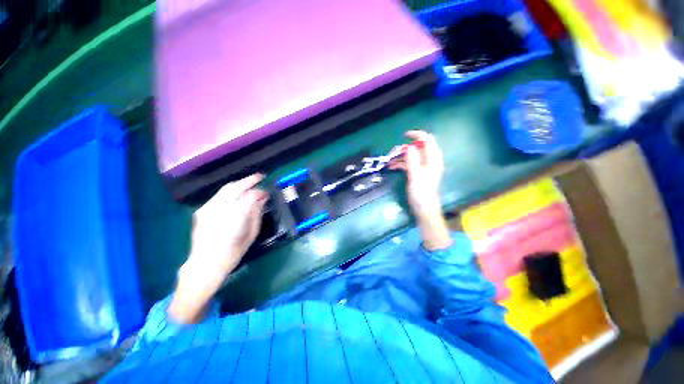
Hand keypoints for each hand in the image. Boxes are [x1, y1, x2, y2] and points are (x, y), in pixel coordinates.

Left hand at [169, 174, 267, 323]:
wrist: (205, 264)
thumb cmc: (233, 252)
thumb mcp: (251, 233)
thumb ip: (256, 213)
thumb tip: (262, 198)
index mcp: (235, 217)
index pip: (249, 195)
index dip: (259, 191)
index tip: (266, 193)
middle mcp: (219, 209)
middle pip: (235, 187)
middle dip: (249, 180)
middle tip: (259, 177)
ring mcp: (208, 209)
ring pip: (225, 189)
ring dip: (239, 184)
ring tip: (250, 183)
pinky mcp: (201, 211)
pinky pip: (218, 196)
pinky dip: (229, 191)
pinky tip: (236, 194)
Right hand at [390, 131, 451, 249]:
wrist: (424, 210)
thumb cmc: (421, 194)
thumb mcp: (415, 176)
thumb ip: (412, 161)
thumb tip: (408, 147)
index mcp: (433, 159)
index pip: (428, 140)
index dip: (417, 135)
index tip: (404, 136)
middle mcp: (429, 161)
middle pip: (417, 147)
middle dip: (404, 148)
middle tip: (391, 154)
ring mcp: (423, 167)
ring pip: (411, 156)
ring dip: (400, 156)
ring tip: (389, 161)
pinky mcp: (418, 173)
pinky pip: (409, 164)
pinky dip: (401, 163)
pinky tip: (392, 166)